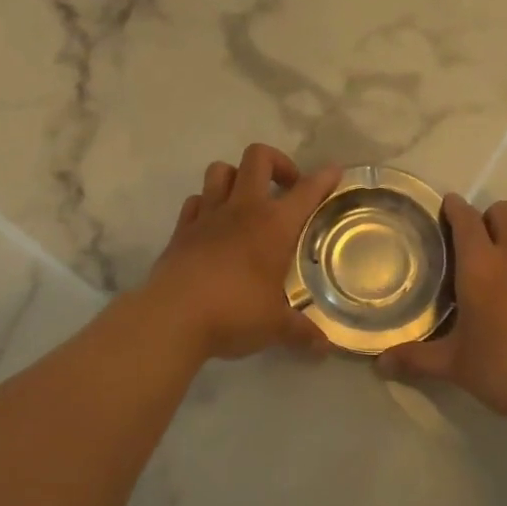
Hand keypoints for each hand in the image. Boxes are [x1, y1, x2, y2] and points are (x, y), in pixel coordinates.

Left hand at [143, 144, 341, 360]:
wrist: (172, 318)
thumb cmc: (234, 313)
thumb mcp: (275, 326)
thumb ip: (301, 332)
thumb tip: (325, 348)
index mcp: (274, 225)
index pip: (306, 190)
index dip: (324, 177)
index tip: (334, 172)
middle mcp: (243, 209)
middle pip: (257, 157)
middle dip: (276, 162)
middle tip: (286, 187)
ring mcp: (208, 215)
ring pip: (221, 170)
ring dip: (237, 177)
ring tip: (247, 200)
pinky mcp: (181, 229)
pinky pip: (195, 200)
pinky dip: (206, 204)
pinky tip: (213, 224)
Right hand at [376, 194, 506, 425]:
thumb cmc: (504, 369)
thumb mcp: (454, 366)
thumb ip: (416, 359)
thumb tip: (379, 364)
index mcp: (480, 267)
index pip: (467, 220)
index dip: (455, 208)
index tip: (447, 206)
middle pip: (504, 212)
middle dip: (488, 216)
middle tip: (476, 239)